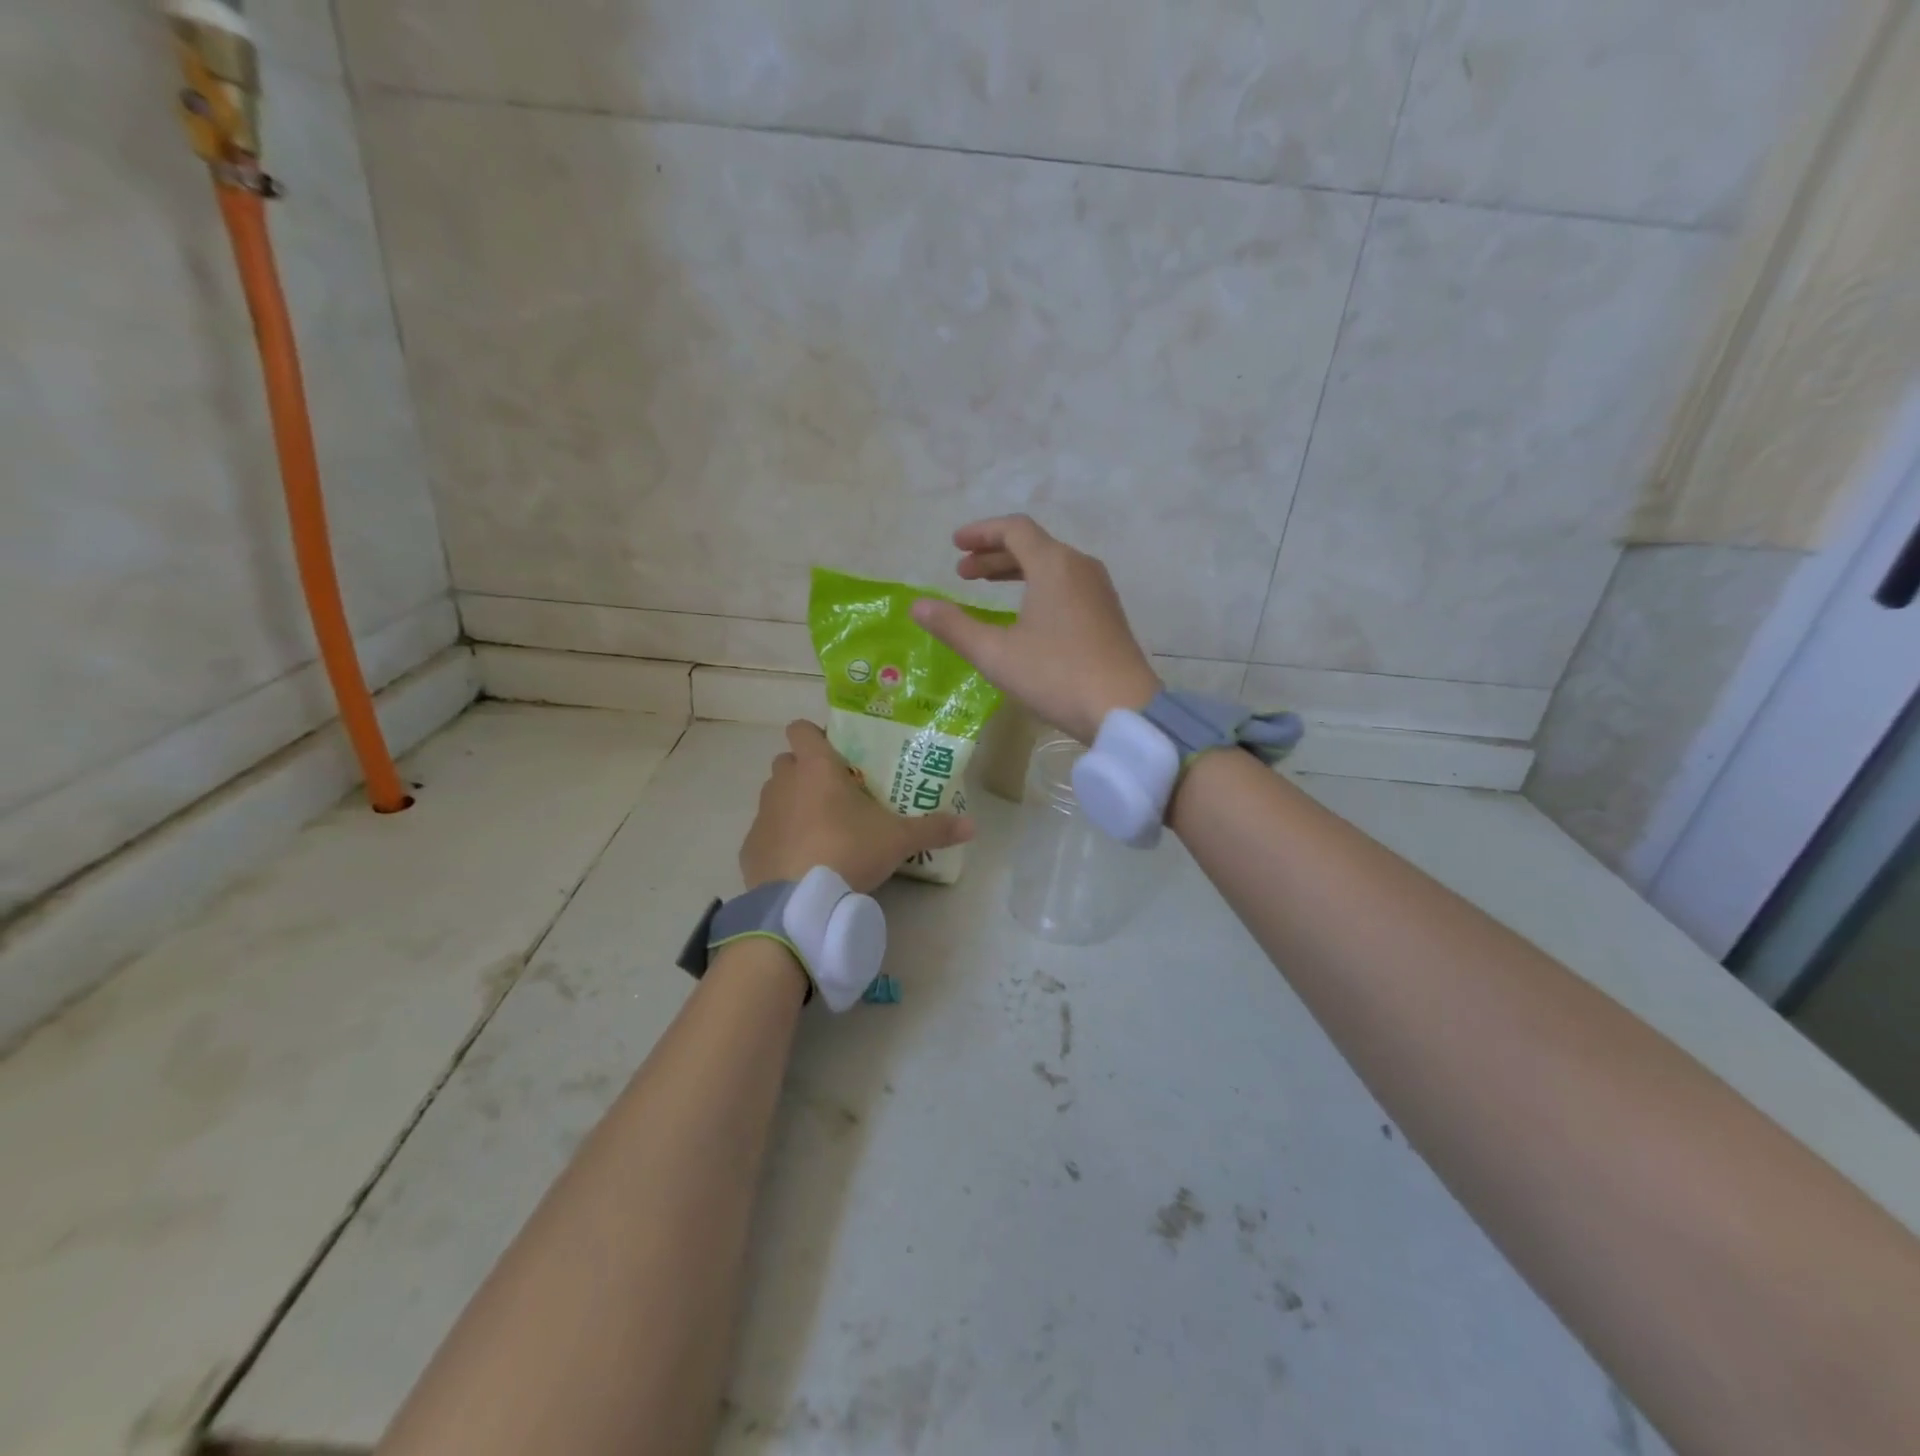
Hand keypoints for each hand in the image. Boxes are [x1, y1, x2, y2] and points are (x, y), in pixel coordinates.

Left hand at [740, 721, 973, 892]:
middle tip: (837, 793)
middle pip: (788, 761)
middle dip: (806, 771)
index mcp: (815, 768)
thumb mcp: (898, 840)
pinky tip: (801, 861)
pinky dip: (780, 839)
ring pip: (775, 795)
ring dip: (792, 803)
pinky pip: (766, 832)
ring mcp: (762, 815)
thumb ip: (934, 828)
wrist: (800, 902)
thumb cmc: (849, 851)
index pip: (801, 728)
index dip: (815, 735)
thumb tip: (973, 826)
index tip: (837, 753)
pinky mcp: (749, 847)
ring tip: (821, 829)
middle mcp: (782, 783)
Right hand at [911, 515, 1161, 742]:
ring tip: (987, 589)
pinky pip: (1067, 584)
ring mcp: (1099, 590)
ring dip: (1016, 570)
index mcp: (1054, 564)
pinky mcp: (1107, 614)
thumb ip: (954, 626)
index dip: (981, 533)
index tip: (955, 546)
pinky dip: (1038, 586)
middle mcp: (1080, 567)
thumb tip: (917, 605)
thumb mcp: (996, 654)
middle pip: (1033, 545)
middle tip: (963, 573)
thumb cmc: (1056, 675)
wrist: (1124, 709)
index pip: (1014, 529)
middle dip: (994, 554)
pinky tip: (1025, 614)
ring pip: (1051, 565)